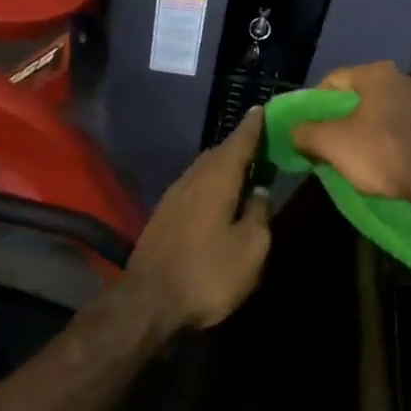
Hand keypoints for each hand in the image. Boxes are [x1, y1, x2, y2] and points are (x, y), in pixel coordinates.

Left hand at [125, 109, 271, 330]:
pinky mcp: (163, 216)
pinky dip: (211, 183)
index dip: (253, 126)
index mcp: (217, 179)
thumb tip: (260, 192)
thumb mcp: (250, 249)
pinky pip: (194, 186)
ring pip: (204, 169)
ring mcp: (174, 196)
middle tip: (262, 146)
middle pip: (219, 153)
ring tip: (245, 172)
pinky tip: (219, 199)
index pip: (239, 142)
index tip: (262, 108)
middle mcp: (193, 179)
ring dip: (225, 166)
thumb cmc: (207, 273)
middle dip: (241, 147)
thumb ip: (259, 214)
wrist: (147, 302)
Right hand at [290, 62, 410, 204]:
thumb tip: (293, 130)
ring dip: (382, 127)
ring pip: (396, 111)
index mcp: (378, 75)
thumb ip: (306, 133)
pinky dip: (409, 140)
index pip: (335, 80)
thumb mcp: (333, 145)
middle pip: (367, 95)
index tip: (311, 126)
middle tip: (339, 142)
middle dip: (351, 116)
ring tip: (374, 155)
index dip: (316, 103)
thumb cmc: (384, 153)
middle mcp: (409, 79)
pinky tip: (405, 161)